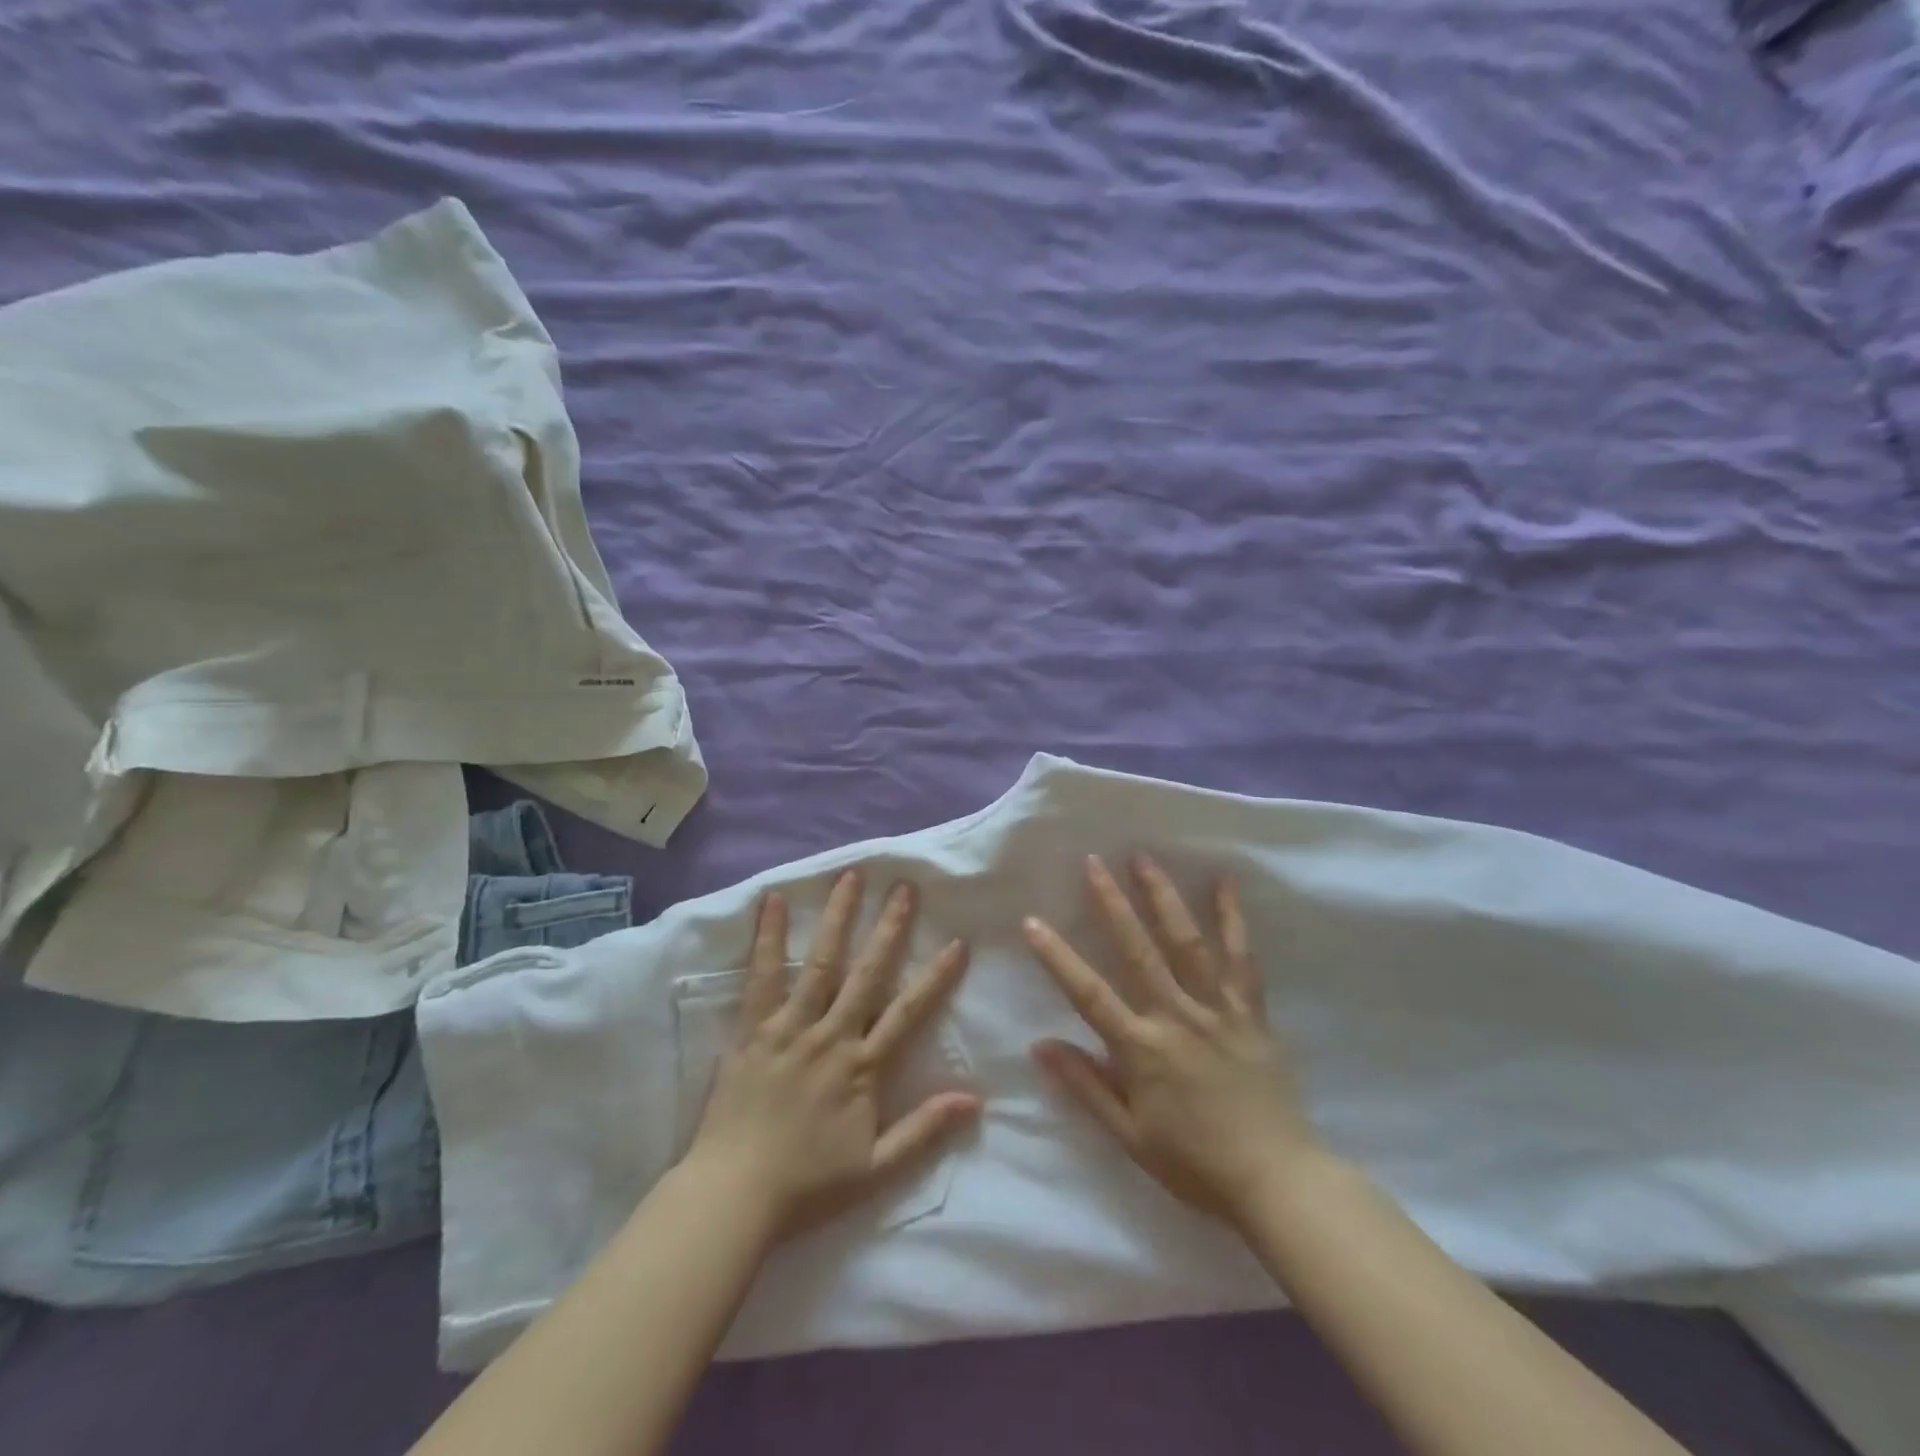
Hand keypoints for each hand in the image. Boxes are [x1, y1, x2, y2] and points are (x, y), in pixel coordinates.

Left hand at [685, 868, 978, 1236]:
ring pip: (821, 962)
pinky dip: (770, 937)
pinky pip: (763, 976)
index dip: (935, 977)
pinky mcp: (753, 1028)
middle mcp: (830, 1036)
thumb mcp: (876, 1168)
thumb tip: (975, 1100)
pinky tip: (774, 901)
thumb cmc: (807, 1184)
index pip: (908, 1012)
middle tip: (906, 887)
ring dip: (839, 917)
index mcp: (862, 1067)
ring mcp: (790, 1026)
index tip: (957, 943)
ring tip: (852, 877)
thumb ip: (925, 1130)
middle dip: (890, 928)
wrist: (733, 1195)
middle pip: (867, 973)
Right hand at [1023, 854, 1323, 1227]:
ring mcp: (1217, 1008)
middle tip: (1094, 861)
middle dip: (1111, 903)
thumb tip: (1040, 1045)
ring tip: (1145, 858)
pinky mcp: (1250, 1010)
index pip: (1089, 993)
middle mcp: (1177, 1016)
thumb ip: (1086, 1086)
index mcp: (1142, 1048)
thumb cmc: (1196, 1163)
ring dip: (1162, 897)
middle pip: (1137, 950)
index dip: (1057, 956)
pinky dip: (1233, 917)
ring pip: (1186, 942)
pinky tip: (1226, 882)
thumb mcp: (1130, 1137)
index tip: (1032, 921)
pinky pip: (1242, 957)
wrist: (1278, 1180)